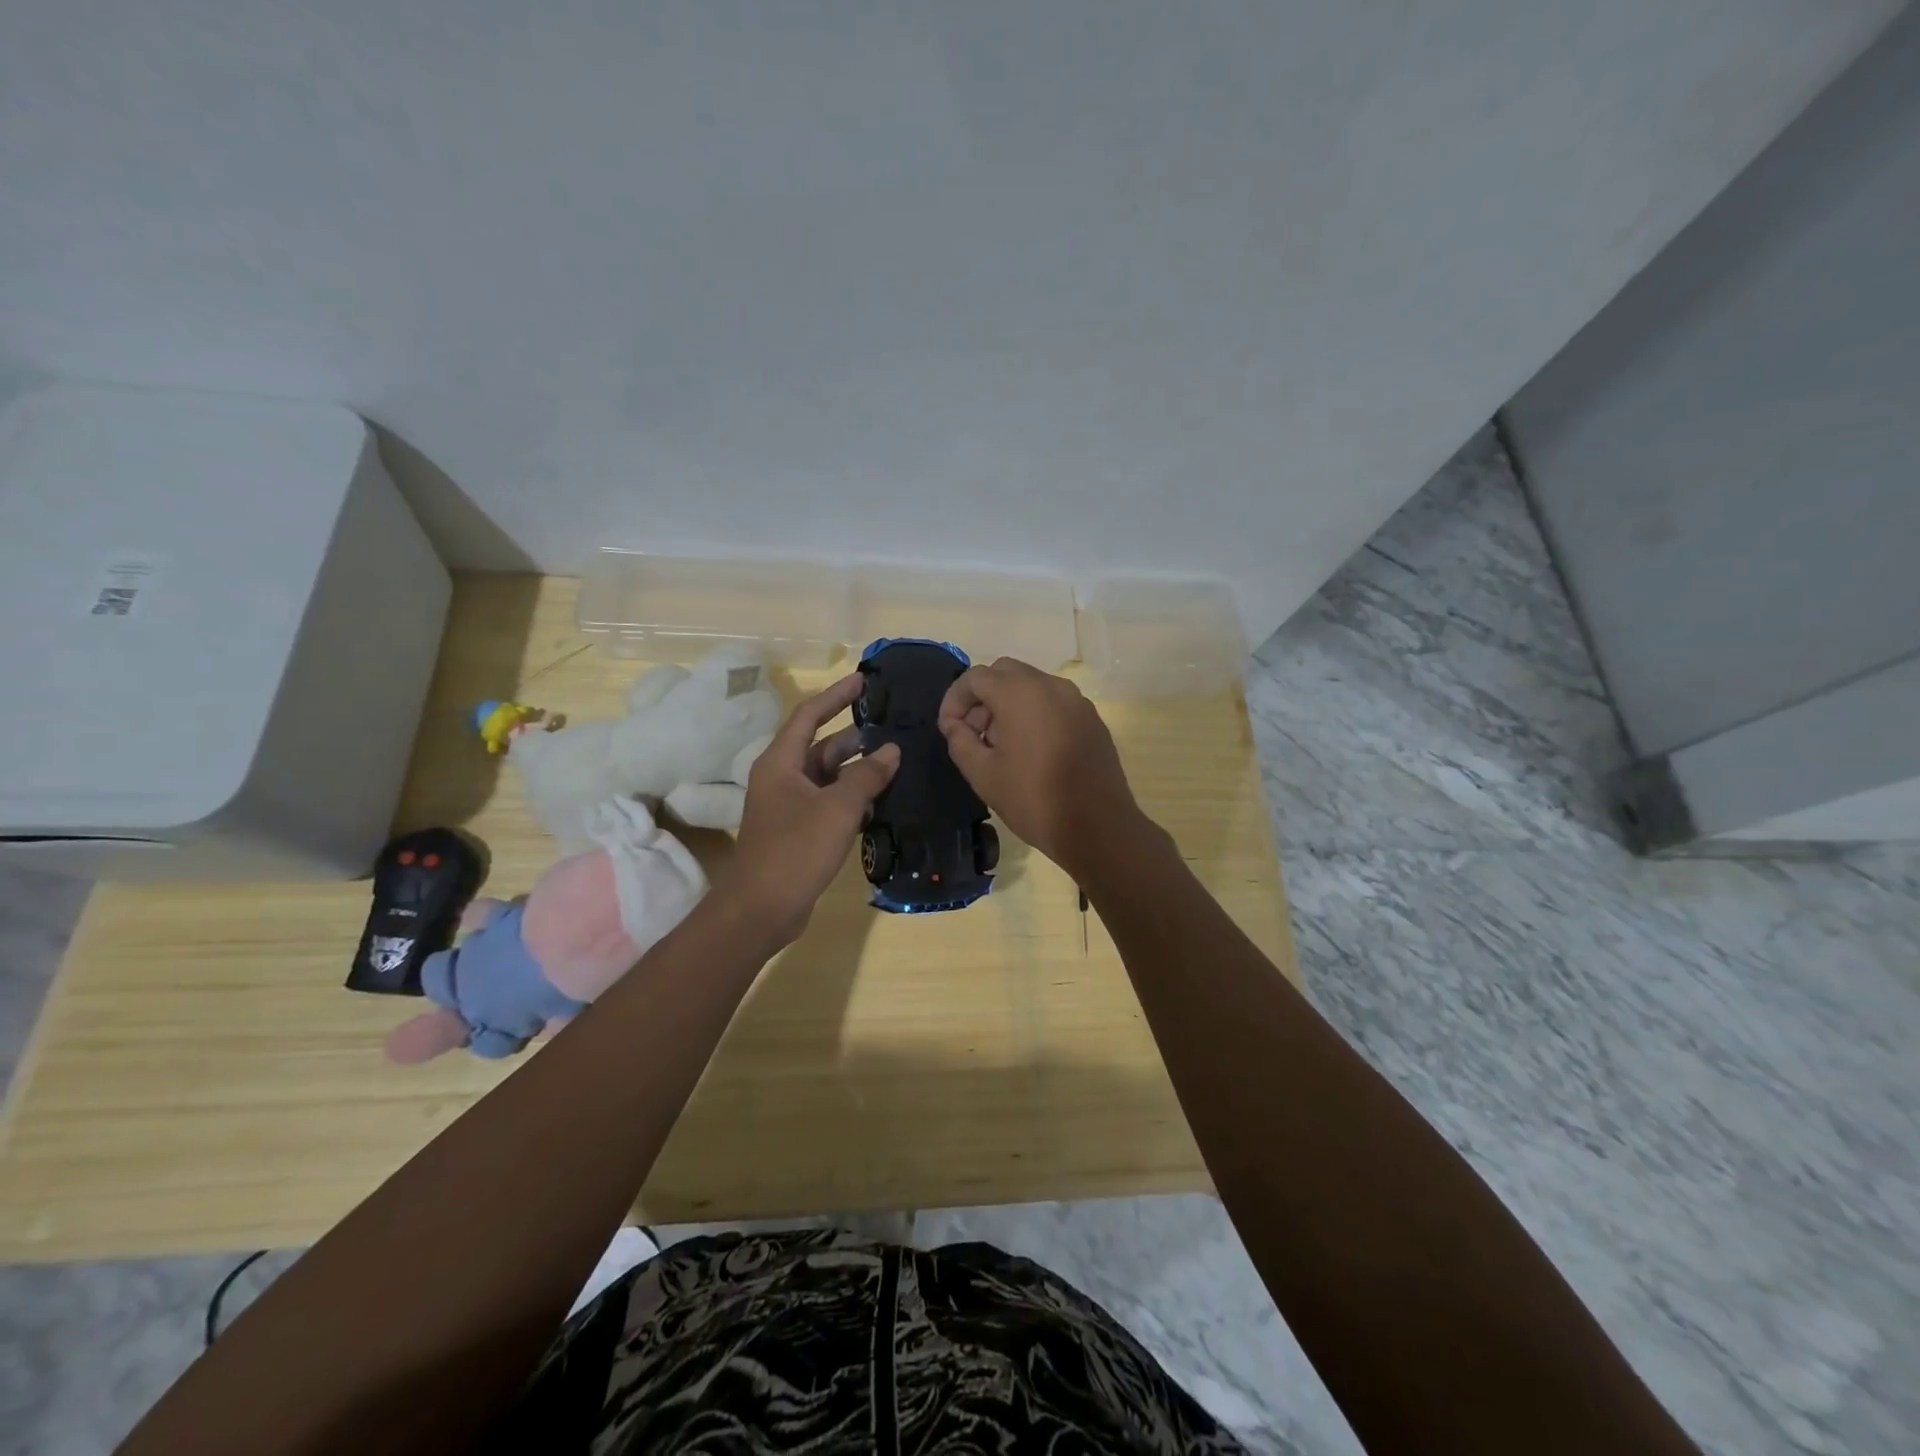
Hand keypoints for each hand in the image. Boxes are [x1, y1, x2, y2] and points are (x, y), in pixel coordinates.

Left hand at [722, 674, 899, 947]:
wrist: (762, 908)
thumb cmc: (796, 849)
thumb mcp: (838, 808)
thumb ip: (867, 775)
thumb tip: (891, 751)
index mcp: (781, 762)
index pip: (809, 715)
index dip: (835, 695)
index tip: (863, 680)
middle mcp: (781, 777)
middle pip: (821, 746)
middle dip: (855, 737)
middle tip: (892, 728)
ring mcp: (788, 806)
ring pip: (827, 776)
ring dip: (857, 770)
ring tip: (895, 765)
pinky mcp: (798, 830)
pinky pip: (828, 802)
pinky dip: (851, 797)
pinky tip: (879, 802)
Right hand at [938, 658, 1146, 879]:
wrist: (1097, 827)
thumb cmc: (1033, 799)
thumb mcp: (983, 774)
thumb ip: (960, 741)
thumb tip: (955, 725)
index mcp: (1020, 693)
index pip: (975, 677)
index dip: (954, 699)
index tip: (949, 729)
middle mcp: (1050, 685)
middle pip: (1004, 673)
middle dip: (982, 697)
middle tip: (973, 733)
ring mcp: (1076, 700)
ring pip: (1031, 685)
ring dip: (1008, 703)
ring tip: (1000, 744)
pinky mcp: (1091, 718)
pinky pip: (1054, 702)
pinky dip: (1034, 712)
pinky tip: (1031, 750)